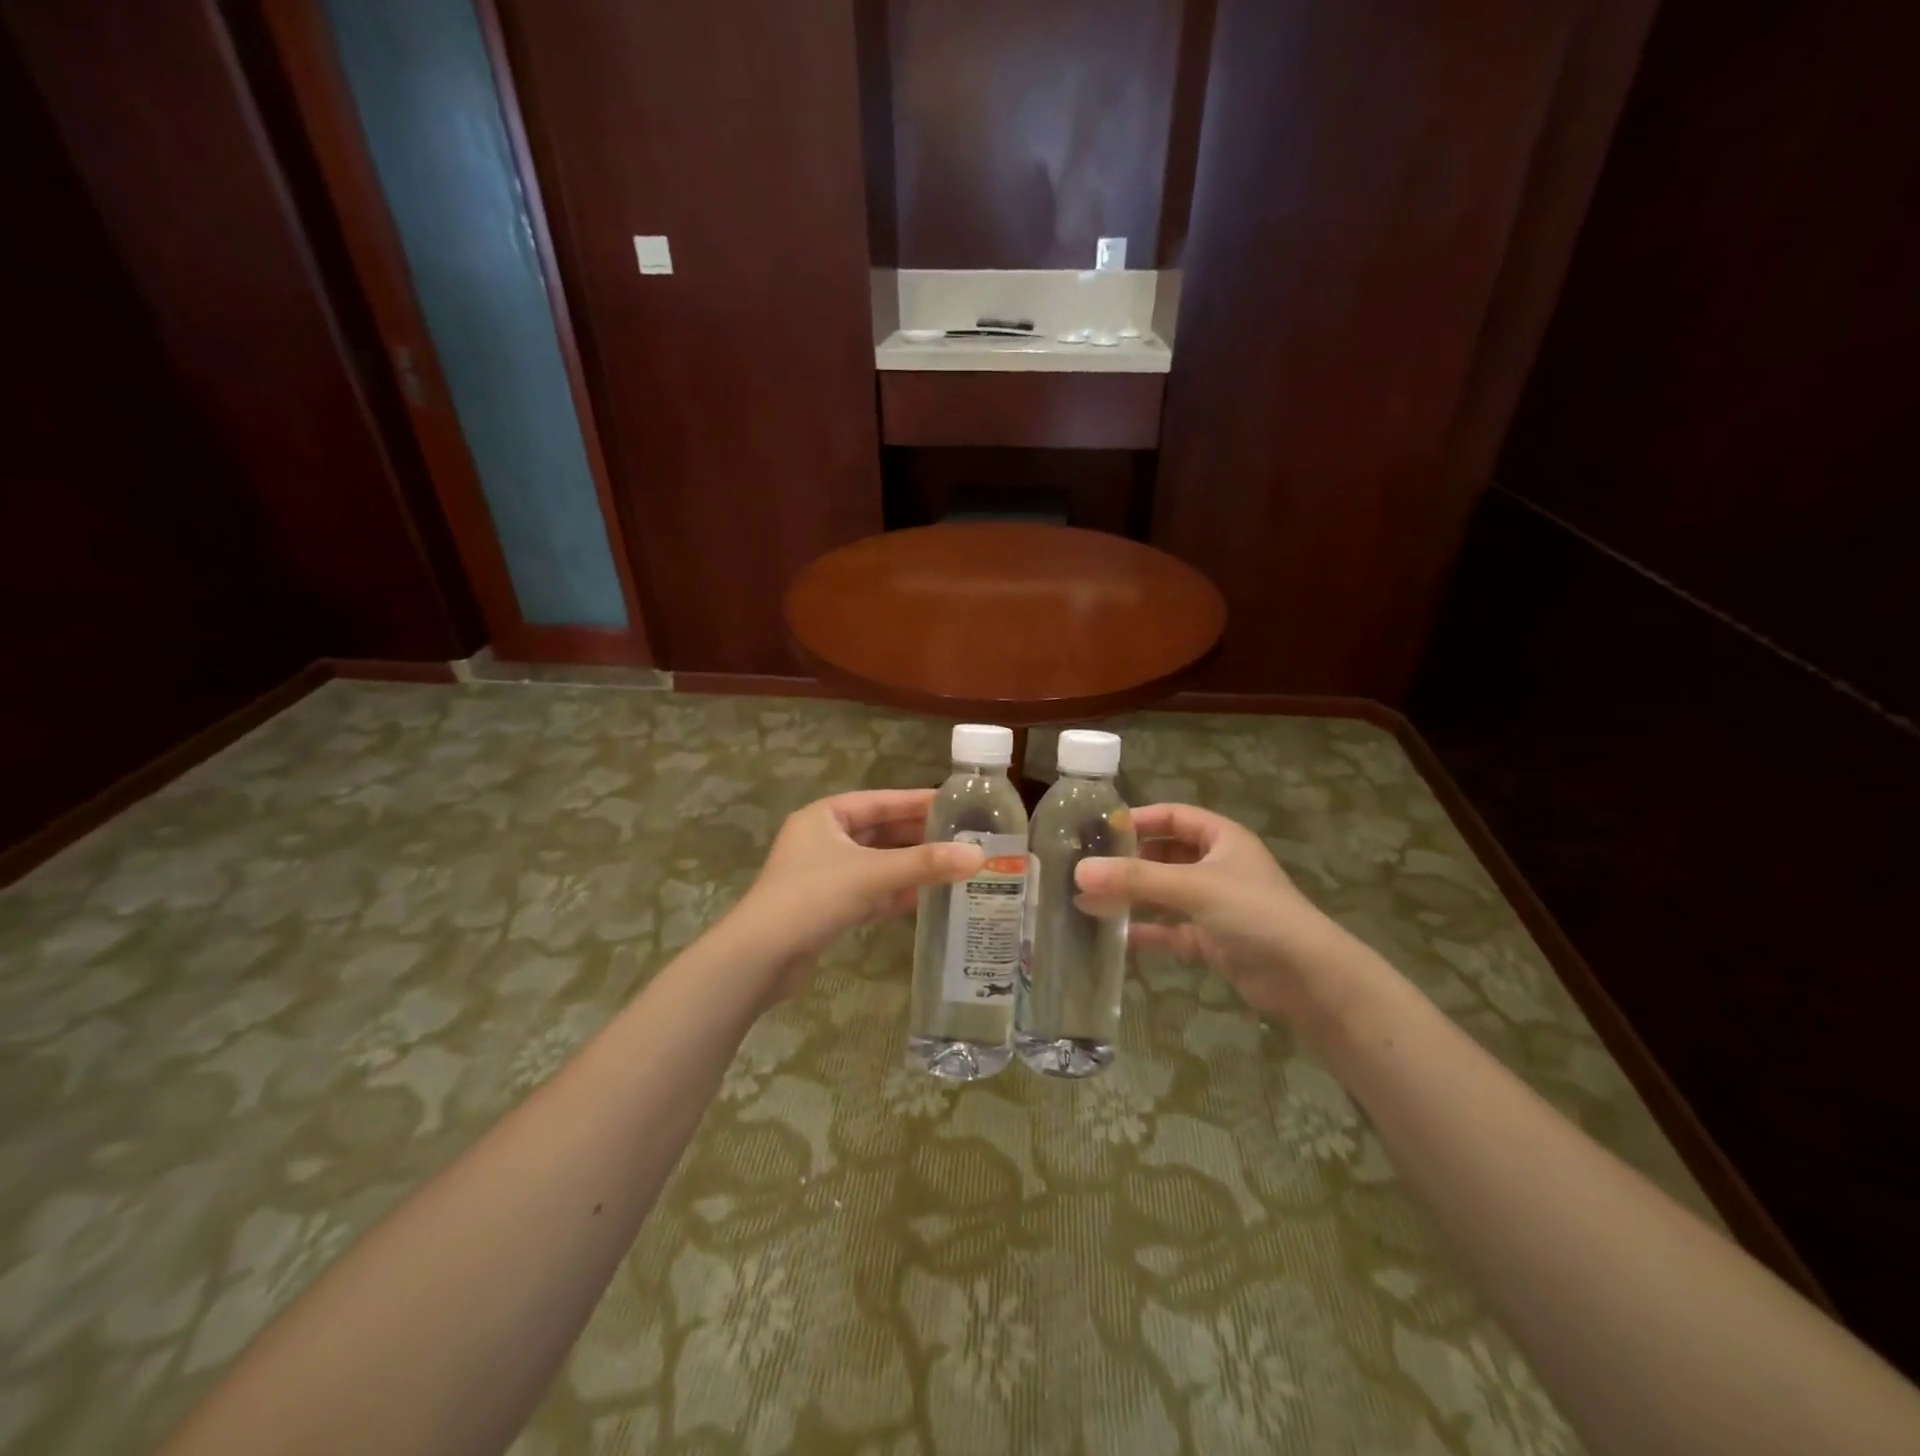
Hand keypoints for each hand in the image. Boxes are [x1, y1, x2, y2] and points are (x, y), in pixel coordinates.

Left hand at [725, 789, 984, 1002]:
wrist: (759, 959)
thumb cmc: (812, 898)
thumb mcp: (872, 875)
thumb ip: (925, 864)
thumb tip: (980, 855)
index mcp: (825, 816)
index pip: (880, 801)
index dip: (918, 801)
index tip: (956, 803)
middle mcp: (824, 840)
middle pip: (881, 832)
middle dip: (919, 836)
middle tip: (964, 836)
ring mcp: (825, 875)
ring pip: (878, 863)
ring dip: (911, 866)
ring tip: (955, 865)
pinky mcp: (828, 907)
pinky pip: (871, 891)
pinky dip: (896, 892)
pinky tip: (928, 896)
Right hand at [1075, 803, 1350, 1019]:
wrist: (1309, 980)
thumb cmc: (1255, 914)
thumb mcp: (1194, 887)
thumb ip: (1136, 879)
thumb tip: (1079, 871)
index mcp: (1221, 838)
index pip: (1172, 817)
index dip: (1138, 819)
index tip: (1098, 830)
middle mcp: (1217, 866)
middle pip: (1164, 855)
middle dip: (1127, 862)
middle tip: (1086, 868)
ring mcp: (1215, 905)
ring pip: (1164, 893)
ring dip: (1132, 897)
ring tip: (1088, 901)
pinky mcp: (1213, 940)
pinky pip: (1171, 929)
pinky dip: (1147, 931)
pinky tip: (1116, 937)